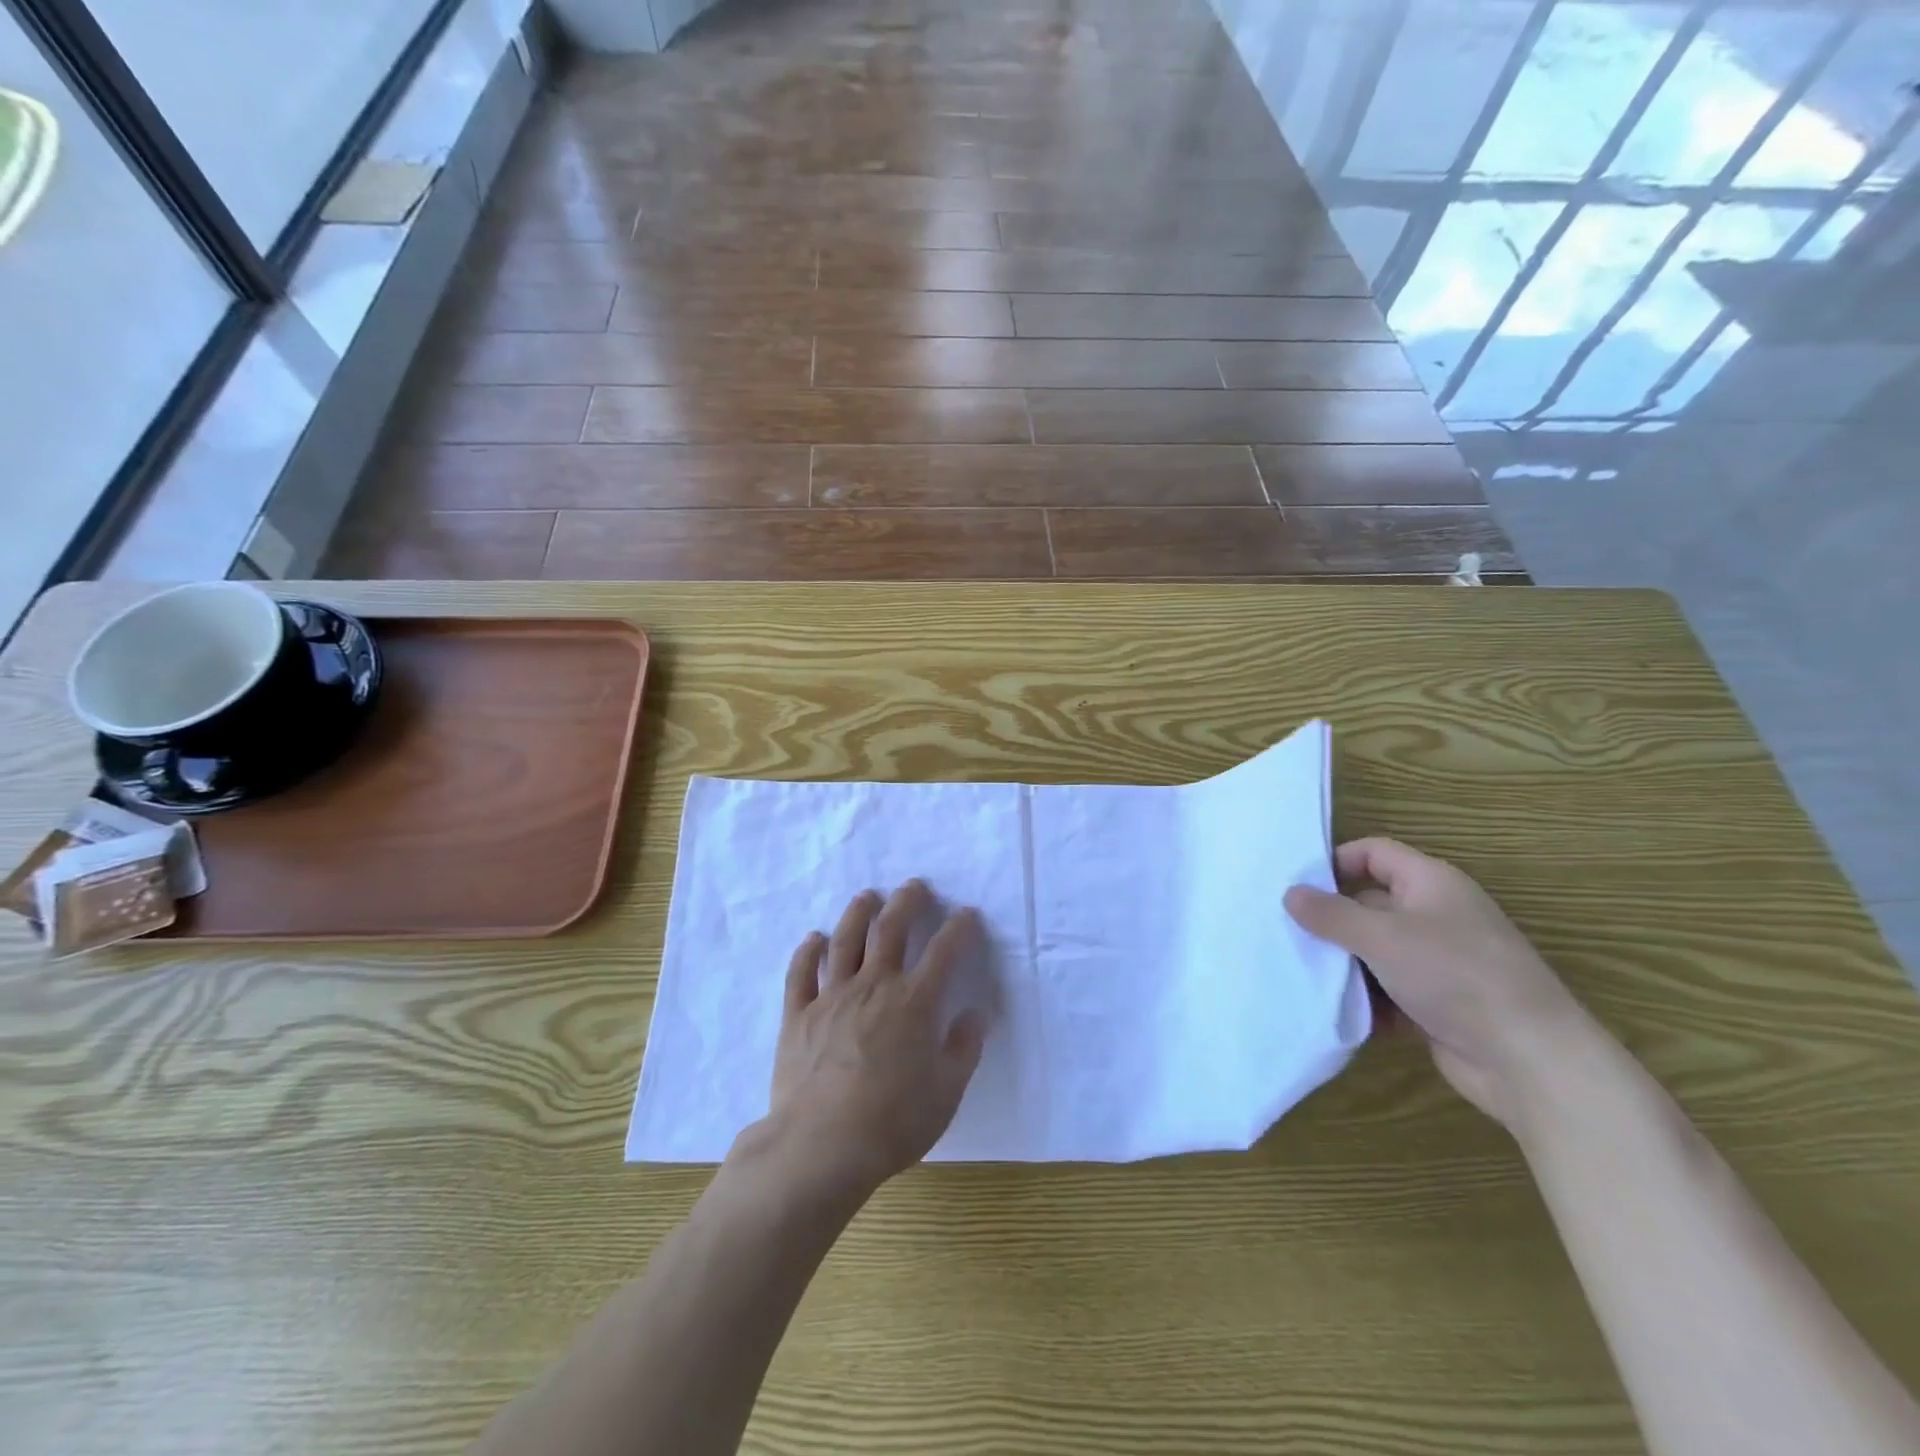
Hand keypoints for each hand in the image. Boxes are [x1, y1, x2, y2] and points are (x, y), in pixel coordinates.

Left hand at [757, 880, 986, 1195]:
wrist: (821, 1146)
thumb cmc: (893, 1122)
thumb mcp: (946, 1092)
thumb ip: (964, 1048)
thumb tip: (977, 1013)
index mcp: (914, 1002)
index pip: (944, 951)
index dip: (958, 928)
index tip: (966, 913)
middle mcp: (874, 986)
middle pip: (891, 929)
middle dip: (906, 902)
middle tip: (913, 886)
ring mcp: (832, 996)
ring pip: (846, 940)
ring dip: (858, 913)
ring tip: (867, 896)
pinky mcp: (798, 1014)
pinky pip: (801, 973)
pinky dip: (808, 951)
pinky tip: (814, 938)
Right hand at [1285, 838, 1590, 1123]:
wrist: (1529, 1059)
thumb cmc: (1454, 976)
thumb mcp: (1381, 937)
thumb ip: (1330, 914)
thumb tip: (1290, 894)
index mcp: (1431, 883)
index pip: (1375, 853)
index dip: (1336, 862)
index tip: (1297, 886)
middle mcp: (1436, 915)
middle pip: (1370, 903)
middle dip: (1332, 920)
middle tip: (1288, 933)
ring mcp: (1440, 960)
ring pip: (1377, 949)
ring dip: (1346, 963)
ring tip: (1305, 974)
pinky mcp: (1439, 1001)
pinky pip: (1390, 988)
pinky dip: (1368, 998)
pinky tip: (1341, 1010)